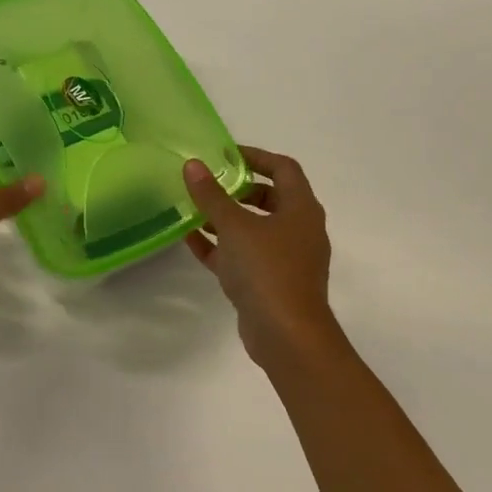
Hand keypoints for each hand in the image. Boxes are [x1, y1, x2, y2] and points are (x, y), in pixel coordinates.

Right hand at [183, 146, 340, 368]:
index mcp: (301, 209)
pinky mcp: (270, 283)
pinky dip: (221, 246)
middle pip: (270, 197)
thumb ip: (211, 195)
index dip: (256, 156)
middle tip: (208, 182)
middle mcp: (298, 230)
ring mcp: (286, 259)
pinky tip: (190, 239)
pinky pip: (244, 255)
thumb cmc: (267, 270)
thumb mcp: (234, 226)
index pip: (283, 168)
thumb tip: (193, 164)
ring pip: (254, 228)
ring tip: (192, 208)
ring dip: (225, 218)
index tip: (224, 154)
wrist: (287, 337)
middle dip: (237, 188)